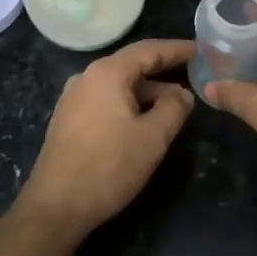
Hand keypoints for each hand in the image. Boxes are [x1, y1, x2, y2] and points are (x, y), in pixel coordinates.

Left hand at [19, 38, 196, 239]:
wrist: (55, 206)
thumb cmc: (108, 166)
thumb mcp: (152, 138)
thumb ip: (173, 108)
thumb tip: (182, 94)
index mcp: (107, 73)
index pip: (149, 50)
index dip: (177, 49)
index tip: (201, 50)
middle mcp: (86, 77)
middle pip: (132, 66)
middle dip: (164, 73)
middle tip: (194, 79)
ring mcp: (74, 98)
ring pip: (119, 85)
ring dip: (148, 93)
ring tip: (175, 107)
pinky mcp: (68, 119)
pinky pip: (106, 100)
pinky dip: (129, 104)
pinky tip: (144, 122)